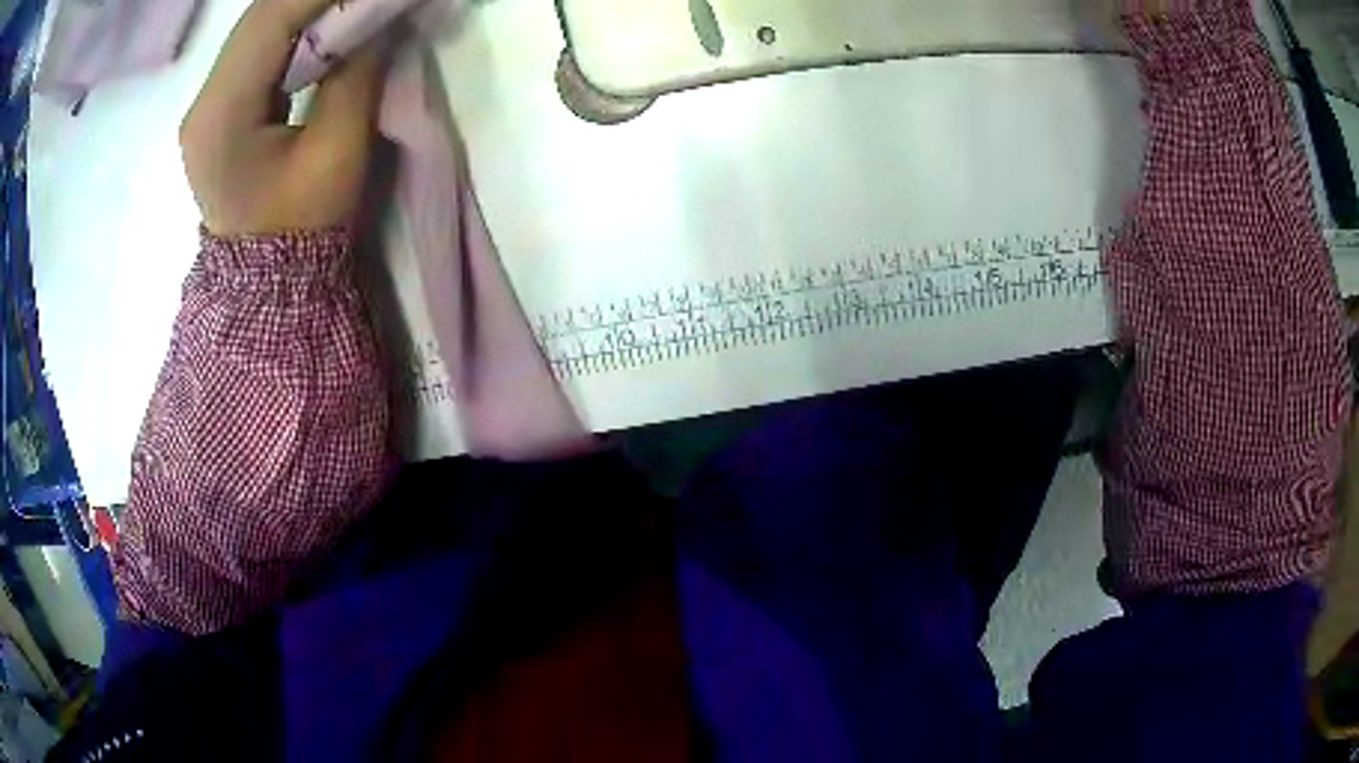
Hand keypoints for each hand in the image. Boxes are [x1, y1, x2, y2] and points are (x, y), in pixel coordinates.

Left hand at [180, 0, 386, 234]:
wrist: (266, 284)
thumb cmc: (300, 230)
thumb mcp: (337, 153)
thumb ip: (356, 76)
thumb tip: (375, 22)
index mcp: (220, 117)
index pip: (269, 23)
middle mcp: (202, 102)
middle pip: (259, 18)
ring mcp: (206, 105)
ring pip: (258, 28)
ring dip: (306, 8)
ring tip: (350, 6)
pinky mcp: (218, 108)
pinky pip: (257, 49)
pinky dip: (295, 28)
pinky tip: (326, 26)